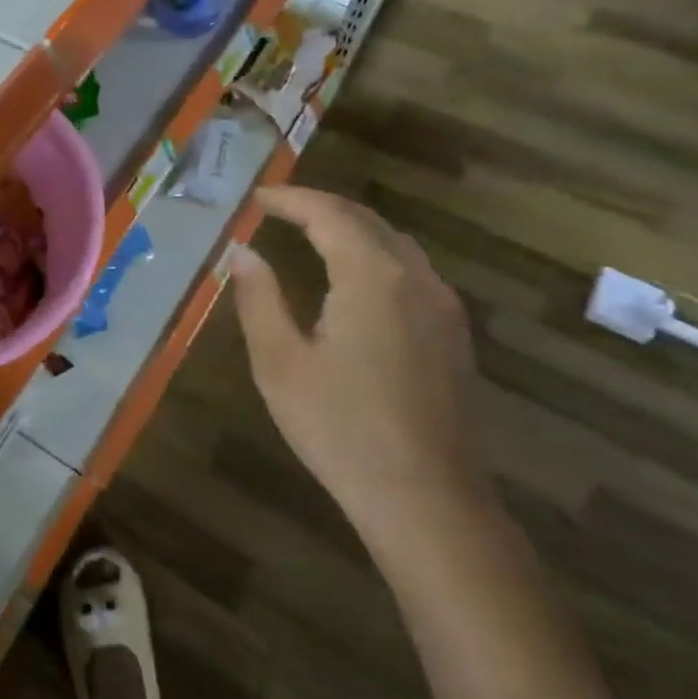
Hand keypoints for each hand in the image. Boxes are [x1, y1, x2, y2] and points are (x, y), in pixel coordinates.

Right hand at [229, 187, 484, 559]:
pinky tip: (357, 277)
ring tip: (312, 233)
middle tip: (279, 209)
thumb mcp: (279, 361)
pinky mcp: (453, 335)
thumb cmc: (340, 427)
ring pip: (396, 243)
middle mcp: (415, 279)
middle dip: (321, 207)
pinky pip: (413, 270)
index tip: (257, 199)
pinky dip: (377, 253)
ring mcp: (443, 307)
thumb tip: (243, 253)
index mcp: (371, 276)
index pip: (329, 214)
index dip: (291, 199)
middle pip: (367, 221)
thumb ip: (258, 298)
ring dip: (352, 228)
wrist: (425, 499)